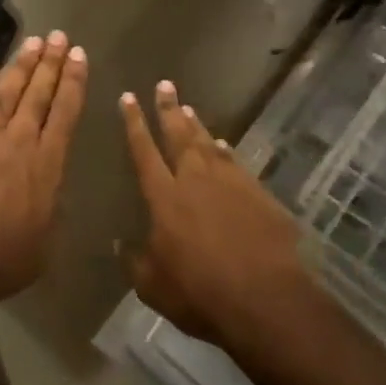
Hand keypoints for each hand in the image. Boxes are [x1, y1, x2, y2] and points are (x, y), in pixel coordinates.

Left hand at [0, 31, 87, 311]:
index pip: (65, 111)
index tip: (79, 55)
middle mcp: (18, 139)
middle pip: (38, 93)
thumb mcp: (45, 240)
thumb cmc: (1, 259)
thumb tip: (51, 186)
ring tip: (33, 42)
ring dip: (21, 65)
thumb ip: (51, 205)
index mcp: (46, 163)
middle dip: (51, 62)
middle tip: (60, 36)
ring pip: (6, 90)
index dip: (73, 81)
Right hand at [120, 82, 307, 344]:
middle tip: (164, 84)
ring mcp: (230, 184)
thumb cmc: (200, 293)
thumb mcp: (153, 286)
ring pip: (208, 144)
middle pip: (178, 135)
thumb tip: (120, 243)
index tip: (128, 97)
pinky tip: (224, 145)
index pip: (143, 150)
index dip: (134, 123)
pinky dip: (226, 151)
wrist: (265, 300)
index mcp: (164, 197)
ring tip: (188, 107)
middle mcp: (195, 180)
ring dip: (196, 125)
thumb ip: (134, 261)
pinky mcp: (259, 195)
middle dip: (168, 109)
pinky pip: (236, 163)